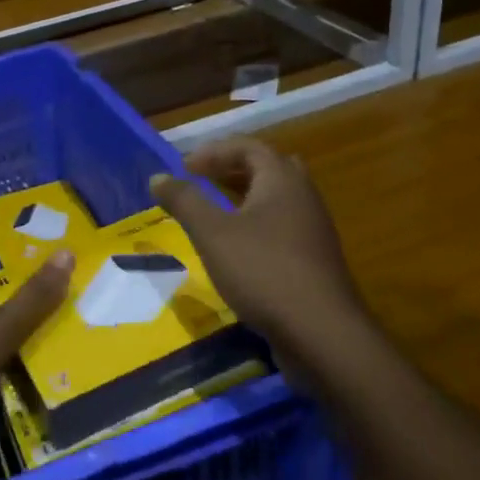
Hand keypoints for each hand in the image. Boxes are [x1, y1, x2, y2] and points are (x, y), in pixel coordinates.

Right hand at [150, 139, 364, 356]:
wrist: (321, 332)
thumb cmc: (263, 271)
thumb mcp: (213, 234)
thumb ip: (185, 202)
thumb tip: (158, 177)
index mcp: (282, 180)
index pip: (249, 147)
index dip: (214, 151)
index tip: (183, 167)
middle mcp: (304, 197)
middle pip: (268, 169)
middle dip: (232, 170)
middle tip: (202, 181)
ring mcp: (313, 230)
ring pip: (278, 200)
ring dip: (245, 198)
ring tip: (214, 213)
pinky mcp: (314, 260)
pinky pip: (283, 227)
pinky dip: (256, 225)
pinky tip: (238, 249)